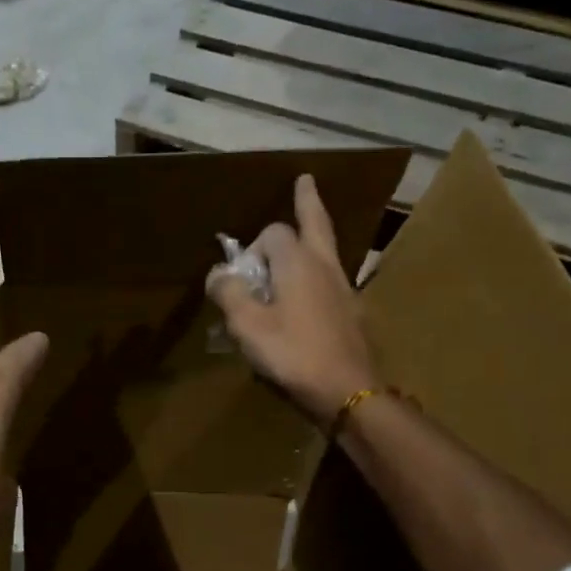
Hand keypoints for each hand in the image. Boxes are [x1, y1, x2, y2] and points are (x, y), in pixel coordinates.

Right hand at [206, 174, 379, 429]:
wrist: (346, 389)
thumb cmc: (292, 353)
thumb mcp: (247, 325)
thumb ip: (229, 293)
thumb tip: (219, 273)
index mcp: (297, 262)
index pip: (272, 233)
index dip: (251, 248)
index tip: (238, 276)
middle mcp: (324, 266)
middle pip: (316, 223)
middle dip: (308, 202)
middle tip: (306, 180)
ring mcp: (344, 288)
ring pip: (328, 250)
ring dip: (315, 235)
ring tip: (305, 231)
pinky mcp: (352, 312)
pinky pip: (332, 278)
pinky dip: (319, 271)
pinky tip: (312, 289)